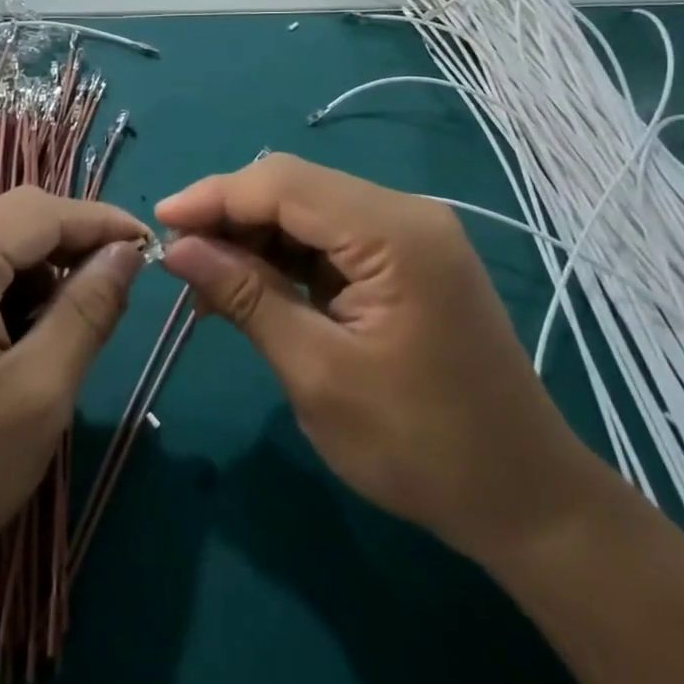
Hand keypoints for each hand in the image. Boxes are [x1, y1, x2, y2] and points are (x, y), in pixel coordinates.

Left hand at [0, 187, 146, 614]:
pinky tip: (18, 337)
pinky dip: (5, 288)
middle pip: (15, 217)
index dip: (103, 222)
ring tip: (66, 329)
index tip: (152, 249)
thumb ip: (87, 312)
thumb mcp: (36, 396)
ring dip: (39, 270)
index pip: (44, 210)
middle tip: (115, 294)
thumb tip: (126, 254)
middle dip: (72, 245)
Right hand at [155, 154, 602, 566]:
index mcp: (395, 234)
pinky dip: (284, 259)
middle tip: (178, 259)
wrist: (524, 500)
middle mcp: (407, 215)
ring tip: (205, 284)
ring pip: (309, 211)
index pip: (284, 184)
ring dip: (254, 239)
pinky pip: (331, 240)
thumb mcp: (317, 373)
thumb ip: (247, 297)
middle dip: (230, 216)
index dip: (215, 196)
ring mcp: (411, 236)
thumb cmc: (420, 446)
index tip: (159, 222)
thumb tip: (178, 248)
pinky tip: (249, 289)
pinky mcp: (406, 261)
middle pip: (296, 188)